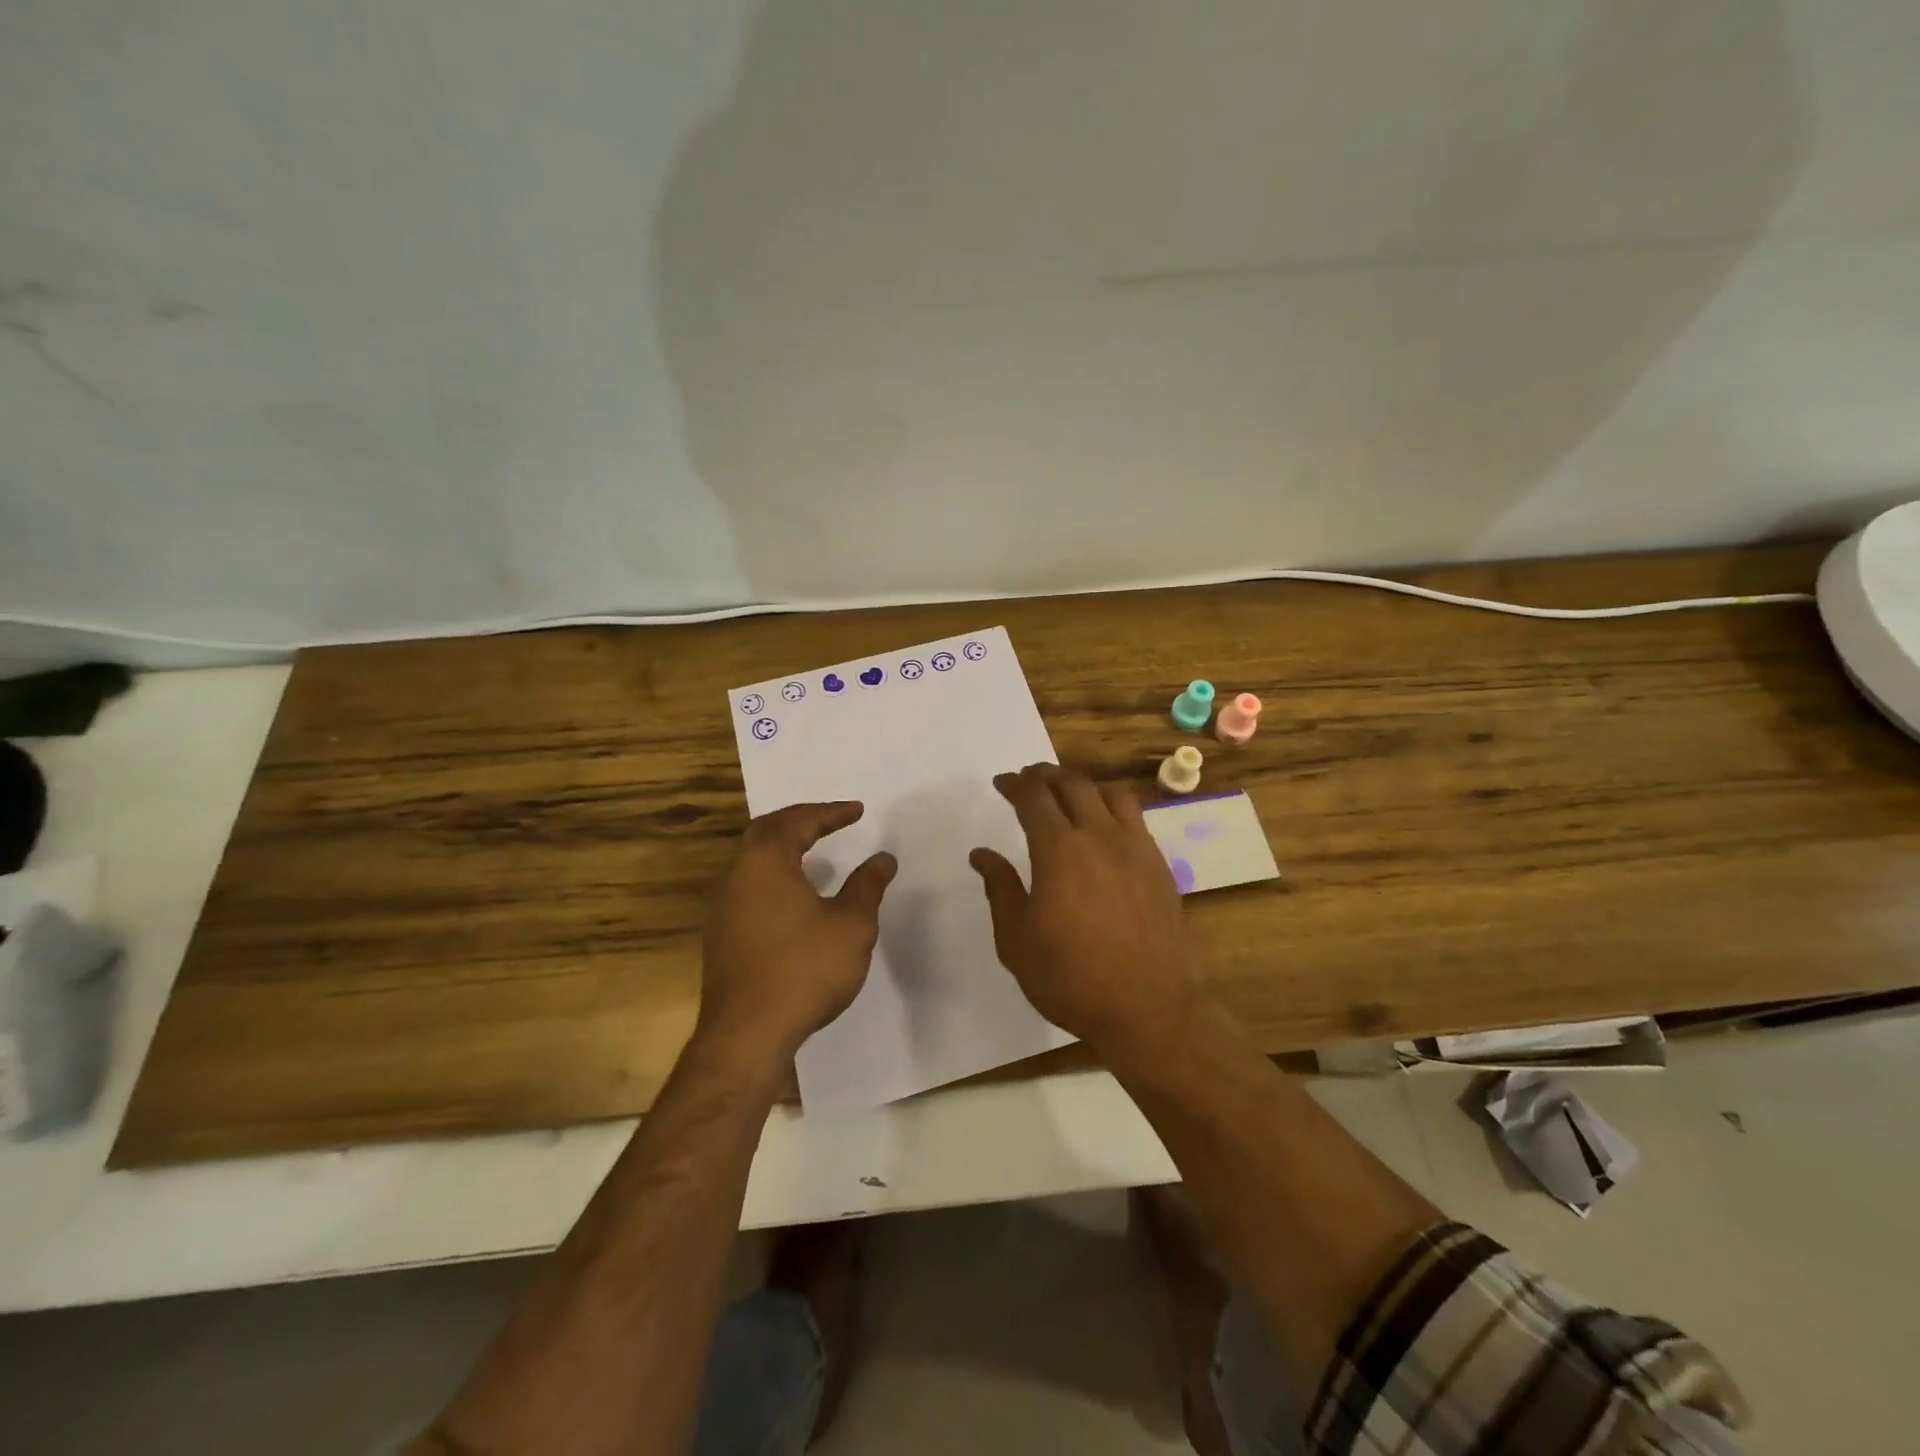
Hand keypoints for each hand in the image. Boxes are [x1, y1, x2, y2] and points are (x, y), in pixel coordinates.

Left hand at [698, 801, 896, 1060]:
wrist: (747, 1035)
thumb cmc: (803, 970)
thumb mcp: (851, 924)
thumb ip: (867, 886)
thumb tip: (882, 859)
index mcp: (764, 861)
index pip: (798, 821)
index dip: (830, 813)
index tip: (857, 811)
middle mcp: (736, 875)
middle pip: (767, 832)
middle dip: (801, 821)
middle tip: (831, 820)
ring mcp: (722, 906)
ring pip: (752, 859)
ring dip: (783, 848)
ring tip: (814, 850)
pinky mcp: (720, 934)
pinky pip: (748, 885)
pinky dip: (774, 874)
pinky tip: (793, 895)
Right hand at [970, 763, 1200, 1060]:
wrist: (1149, 1008)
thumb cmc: (1071, 978)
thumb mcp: (1017, 940)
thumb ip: (1000, 889)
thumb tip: (982, 854)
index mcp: (1059, 850)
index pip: (1034, 797)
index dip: (1015, 784)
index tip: (1002, 783)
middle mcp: (1099, 836)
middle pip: (1072, 784)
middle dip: (1045, 775)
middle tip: (1029, 779)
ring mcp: (1136, 848)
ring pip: (1109, 793)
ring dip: (1082, 784)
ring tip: (1067, 792)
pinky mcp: (1159, 865)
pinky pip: (1135, 817)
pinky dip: (1111, 806)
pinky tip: (1104, 825)